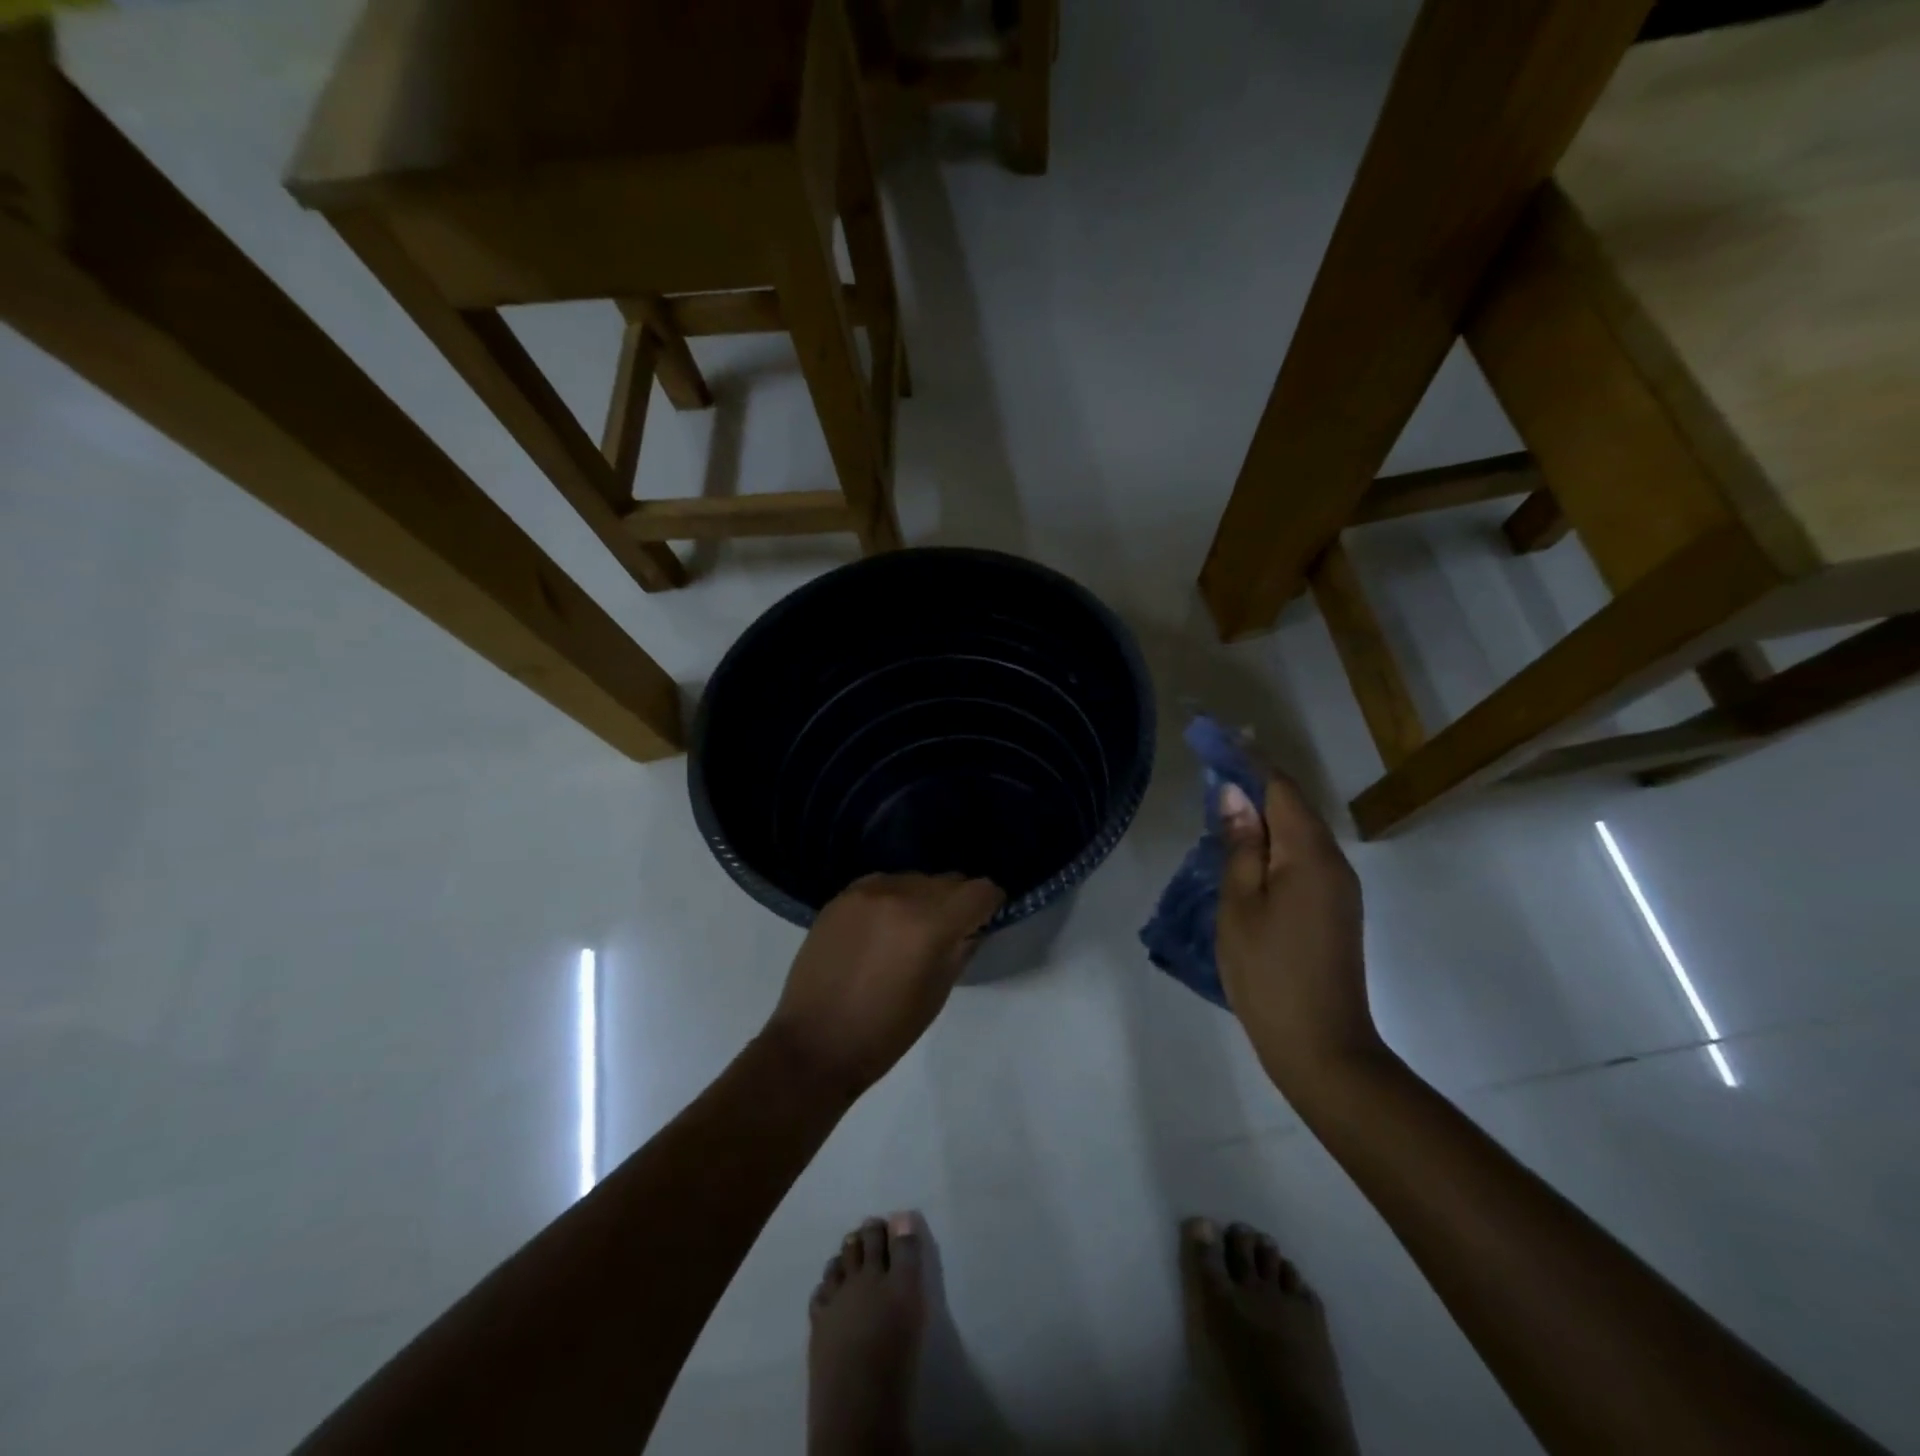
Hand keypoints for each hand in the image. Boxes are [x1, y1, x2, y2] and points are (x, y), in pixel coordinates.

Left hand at [763, 872, 1003, 1098]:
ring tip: (911, 931)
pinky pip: (884, 883)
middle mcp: (901, 895)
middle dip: (958, 901)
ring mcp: (867, 891)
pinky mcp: (842, 895)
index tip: (988, 918)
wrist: (814, 1043)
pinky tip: (882, 927)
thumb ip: (961, 949)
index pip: (980, 890)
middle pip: (948, 880)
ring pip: (915, 879)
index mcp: (930, 925)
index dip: (991, 903)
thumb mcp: (937, 994)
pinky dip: (893, 898)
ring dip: (924, 898)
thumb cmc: (885, 1032)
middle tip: (951, 930)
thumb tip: (973, 925)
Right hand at [1216, 777, 1384, 1097]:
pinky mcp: (1335, 910)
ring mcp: (1338, 888)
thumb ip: (1239, 845)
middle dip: (1254, 782)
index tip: (1215, 738)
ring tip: (1221, 806)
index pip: (1280, 788)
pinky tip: (1245, 851)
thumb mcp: (1240, 904)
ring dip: (1263, 813)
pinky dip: (1273, 842)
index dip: (1247, 760)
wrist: (1322, 1046)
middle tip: (1212, 768)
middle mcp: (1333, 862)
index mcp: (1310, 855)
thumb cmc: (1269, 972)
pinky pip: (1302, 858)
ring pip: (1298, 833)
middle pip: (1293, 806)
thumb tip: (1235, 795)